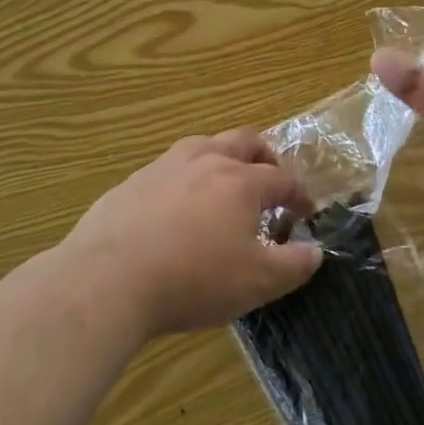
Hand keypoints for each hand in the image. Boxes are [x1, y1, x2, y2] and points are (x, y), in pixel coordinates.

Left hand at [63, 131, 321, 339]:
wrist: (107, 279)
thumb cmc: (193, 279)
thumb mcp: (256, 283)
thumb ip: (293, 265)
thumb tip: (316, 251)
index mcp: (241, 181)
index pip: (282, 179)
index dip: (298, 194)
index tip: (304, 211)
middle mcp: (206, 161)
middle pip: (244, 142)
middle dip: (264, 156)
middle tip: (269, 178)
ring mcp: (165, 166)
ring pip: (204, 145)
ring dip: (222, 158)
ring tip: (223, 184)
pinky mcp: (132, 182)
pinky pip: (168, 169)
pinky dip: (185, 179)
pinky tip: (175, 208)